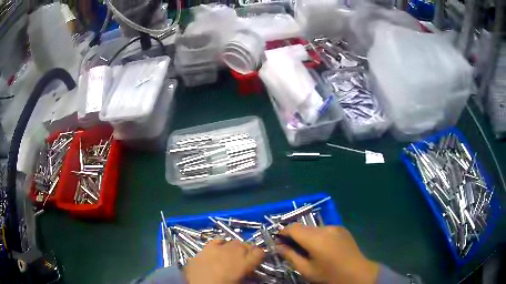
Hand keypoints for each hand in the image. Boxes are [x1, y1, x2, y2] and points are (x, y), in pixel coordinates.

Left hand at [184, 239, 264, 283]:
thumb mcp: (240, 282)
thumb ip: (247, 275)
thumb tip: (249, 273)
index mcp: (245, 263)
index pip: (259, 252)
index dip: (259, 255)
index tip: (256, 260)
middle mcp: (234, 252)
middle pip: (245, 245)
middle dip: (246, 251)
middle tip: (242, 260)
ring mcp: (219, 248)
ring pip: (232, 241)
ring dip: (234, 247)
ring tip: (230, 256)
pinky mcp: (206, 247)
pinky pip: (217, 241)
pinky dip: (220, 244)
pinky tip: (218, 250)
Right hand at [277, 224, 379, 283]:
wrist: (357, 273)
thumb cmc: (329, 275)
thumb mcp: (306, 270)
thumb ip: (290, 256)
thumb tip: (278, 246)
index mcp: (316, 239)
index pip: (292, 228)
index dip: (283, 233)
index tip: (278, 241)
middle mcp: (325, 228)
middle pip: (303, 227)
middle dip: (294, 235)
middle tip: (291, 248)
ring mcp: (335, 227)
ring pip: (313, 228)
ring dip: (306, 236)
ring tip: (308, 249)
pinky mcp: (342, 228)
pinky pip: (324, 229)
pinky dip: (318, 235)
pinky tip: (322, 247)